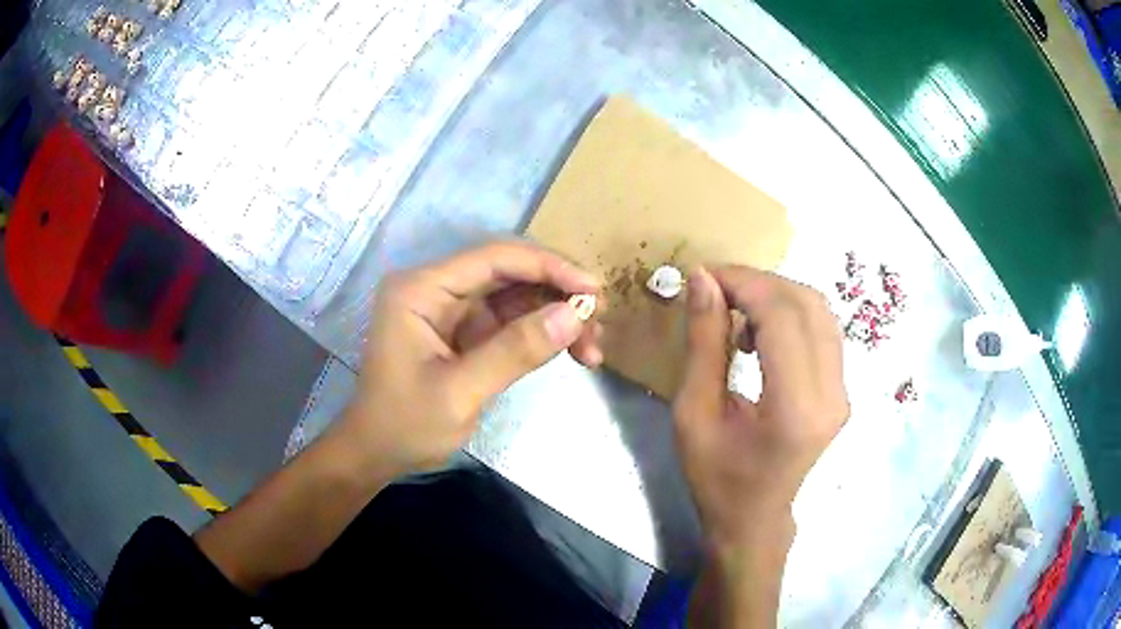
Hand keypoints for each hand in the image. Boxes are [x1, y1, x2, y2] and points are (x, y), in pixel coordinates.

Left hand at [337, 241, 602, 477]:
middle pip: (510, 273)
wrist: (377, 453)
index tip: (593, 289)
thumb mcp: (460, 392)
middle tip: (599, 322)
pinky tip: (572, 351)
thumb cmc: (405, 424)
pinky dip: (542, 334)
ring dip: (557, 315)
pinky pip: (512, 321)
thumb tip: (575, 314)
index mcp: (422, 288)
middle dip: (558, 293)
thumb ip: (515, 351)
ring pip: (517, 296)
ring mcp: (453, 309)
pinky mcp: (466, 332)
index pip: (495, 258)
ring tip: (592, 348)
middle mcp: (438, 288)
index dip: (549, 266)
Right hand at [674, 265, 847, 627]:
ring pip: (819, 311)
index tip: (704, 276)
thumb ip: (704, 343)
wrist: (754, 518)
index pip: (783, 317)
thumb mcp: (694, 413)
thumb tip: (703, 280)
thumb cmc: (716, 477)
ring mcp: (842, 391)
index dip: (744, 284)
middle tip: (715, 287)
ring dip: (775, 296)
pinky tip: (759, 332)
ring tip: (735, 310)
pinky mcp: (841, 389)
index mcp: (795, 410)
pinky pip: (822, 330)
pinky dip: (789, 314)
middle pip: (807, 305)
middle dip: (758, 283)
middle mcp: (831, 395)